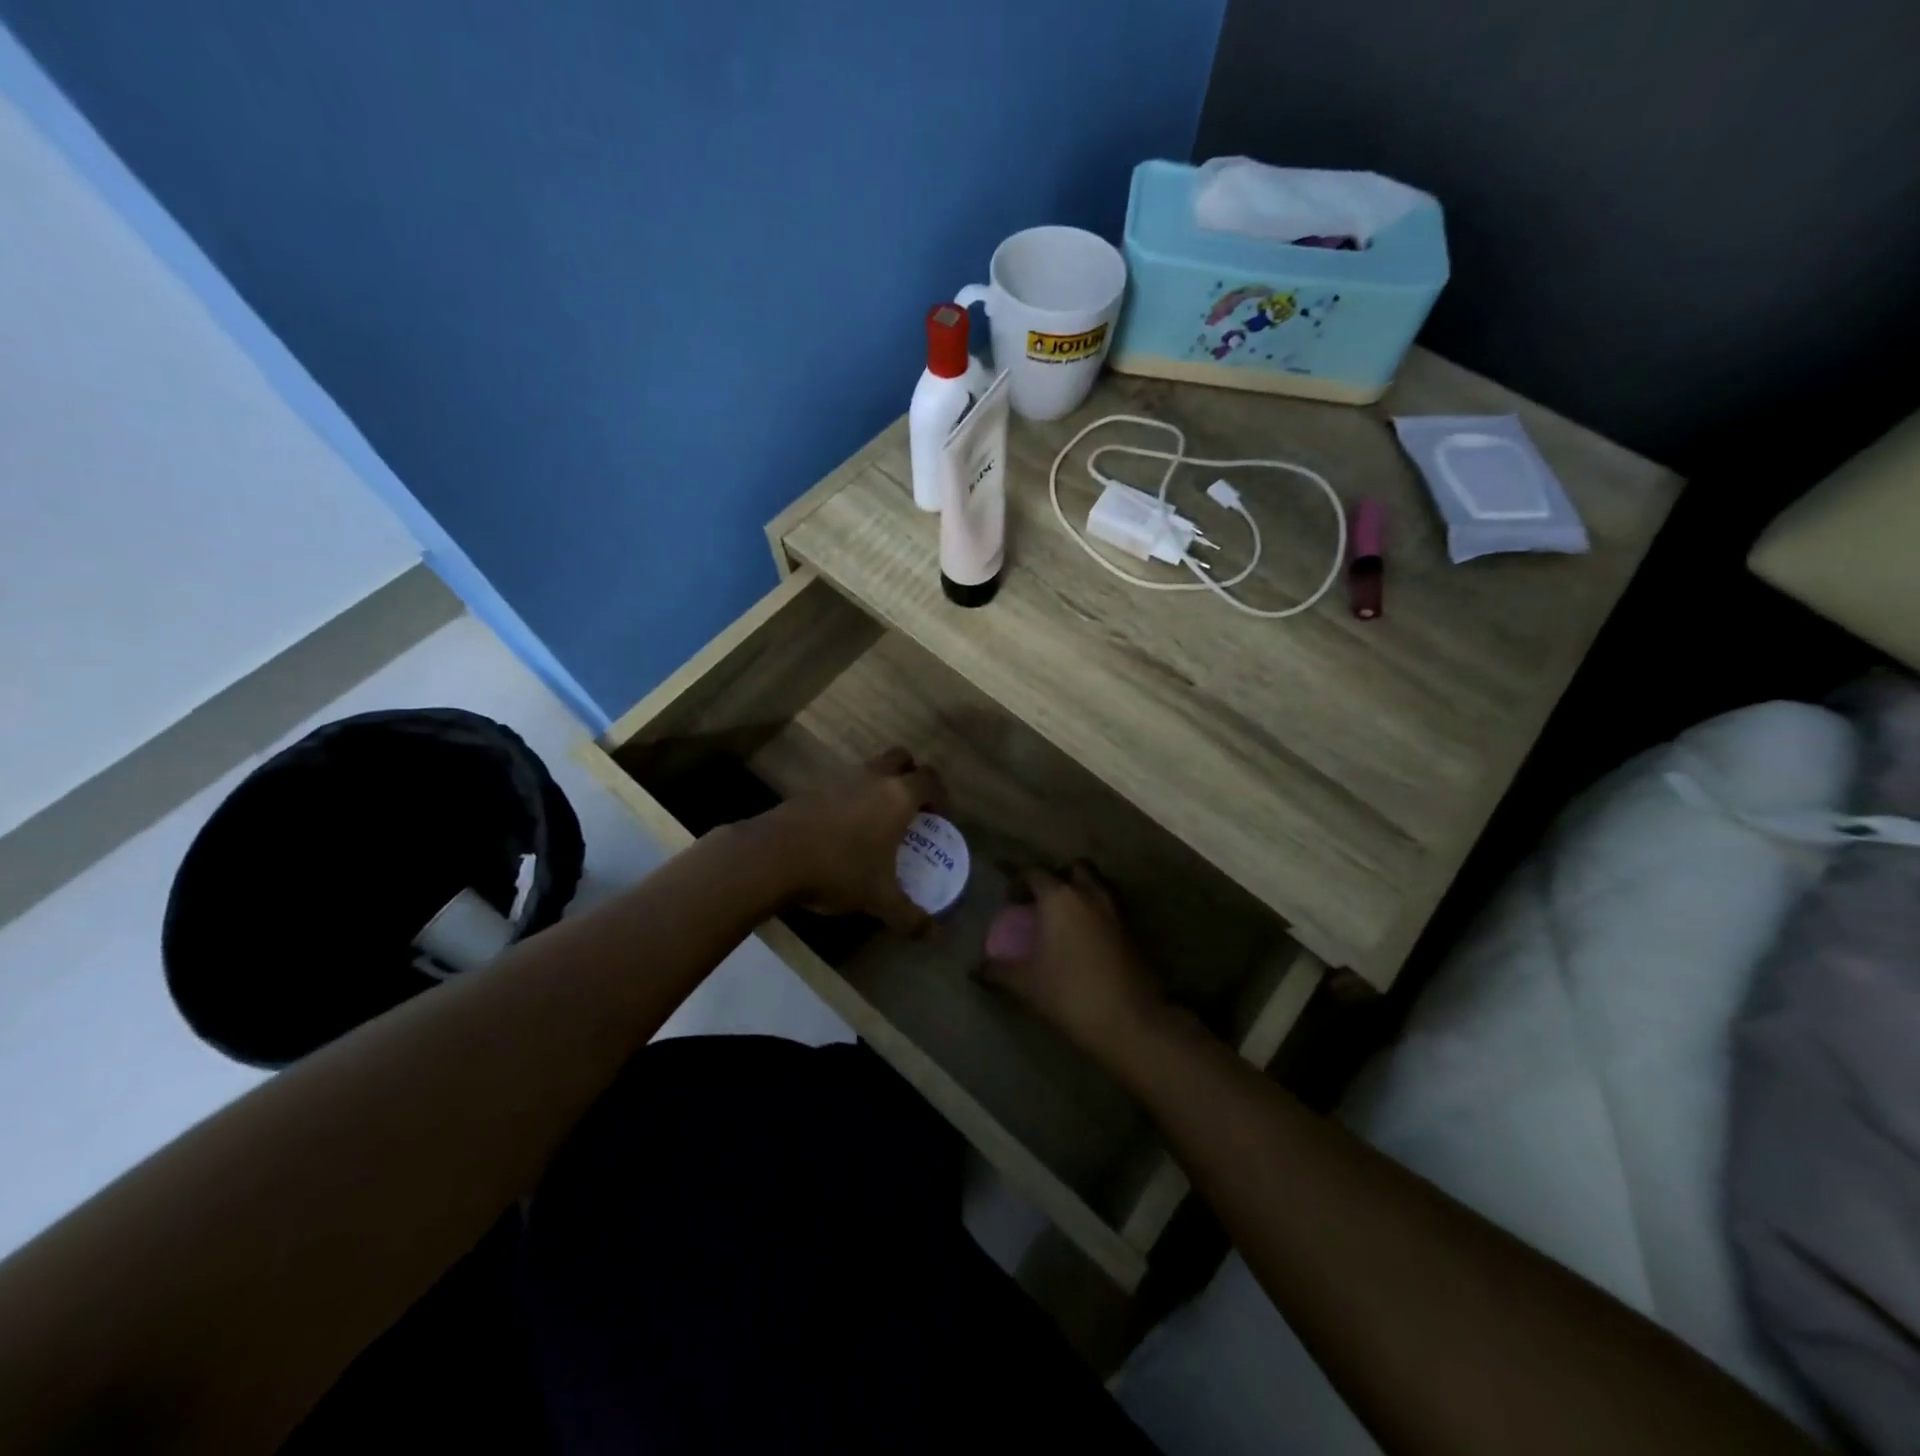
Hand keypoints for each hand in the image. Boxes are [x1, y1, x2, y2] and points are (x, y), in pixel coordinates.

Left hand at [758, 748, 945, 935]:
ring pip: (868, 768)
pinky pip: (841, 783)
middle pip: (900, 758)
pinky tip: (842, 828)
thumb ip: (908, 915)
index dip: (940, 794)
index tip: (938, 817)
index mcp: (897, 797)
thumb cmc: (838, 870)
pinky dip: (849, 797)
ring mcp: (838, 778)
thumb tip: (931, 933)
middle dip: (910, 776)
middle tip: (910, 807)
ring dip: (878, 784)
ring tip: (876, 820)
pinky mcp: (811, 787)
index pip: (929, 779)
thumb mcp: (878, 899)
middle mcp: (872, 778)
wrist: (773, 856)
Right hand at [980, 865, 1168, 1060]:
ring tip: (1062, 921)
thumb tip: (978, 967)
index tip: (1010, 901)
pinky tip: (1083, 941)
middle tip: (1040, 904)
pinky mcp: (1130, 932)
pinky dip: (1094, 917)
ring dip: (1079, 896)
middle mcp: (1088, 895)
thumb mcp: (1025, 982)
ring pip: (1094, 889)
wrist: (1127, 1020)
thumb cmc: (1068, 992)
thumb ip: (998, 969)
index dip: (1019, 883)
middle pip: (1072, 871)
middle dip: (1056, 881)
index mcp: (1059, 897)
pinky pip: (1107, 911)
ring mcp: (1114, 912)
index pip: (1035, 874)